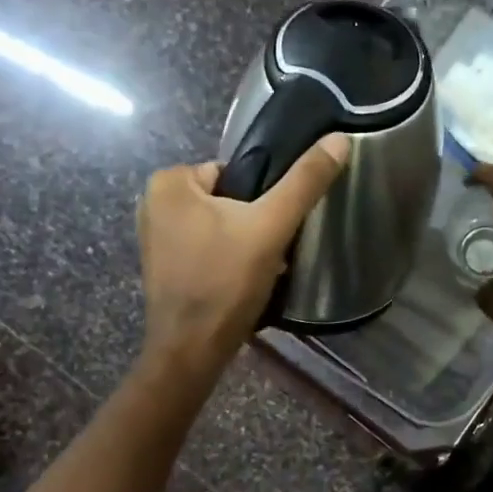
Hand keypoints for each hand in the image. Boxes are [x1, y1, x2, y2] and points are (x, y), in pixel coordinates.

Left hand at [137, 134, 349, 370]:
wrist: (191, 351)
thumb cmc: (225, 283)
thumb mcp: (270, 227)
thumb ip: (304, 182)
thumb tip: (340, 139)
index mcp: (169, 182)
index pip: (236, 173)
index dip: (262, 200)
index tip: (272, 229)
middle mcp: (152, 204)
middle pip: (228, 200)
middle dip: (252, 224)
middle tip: (269, 253)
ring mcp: (154, 239)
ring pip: (219, 228)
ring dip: (243, 245)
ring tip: (258, 271)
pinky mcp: (162, 268)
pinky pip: (206, 251)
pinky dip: (225, 262)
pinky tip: (239, 285)